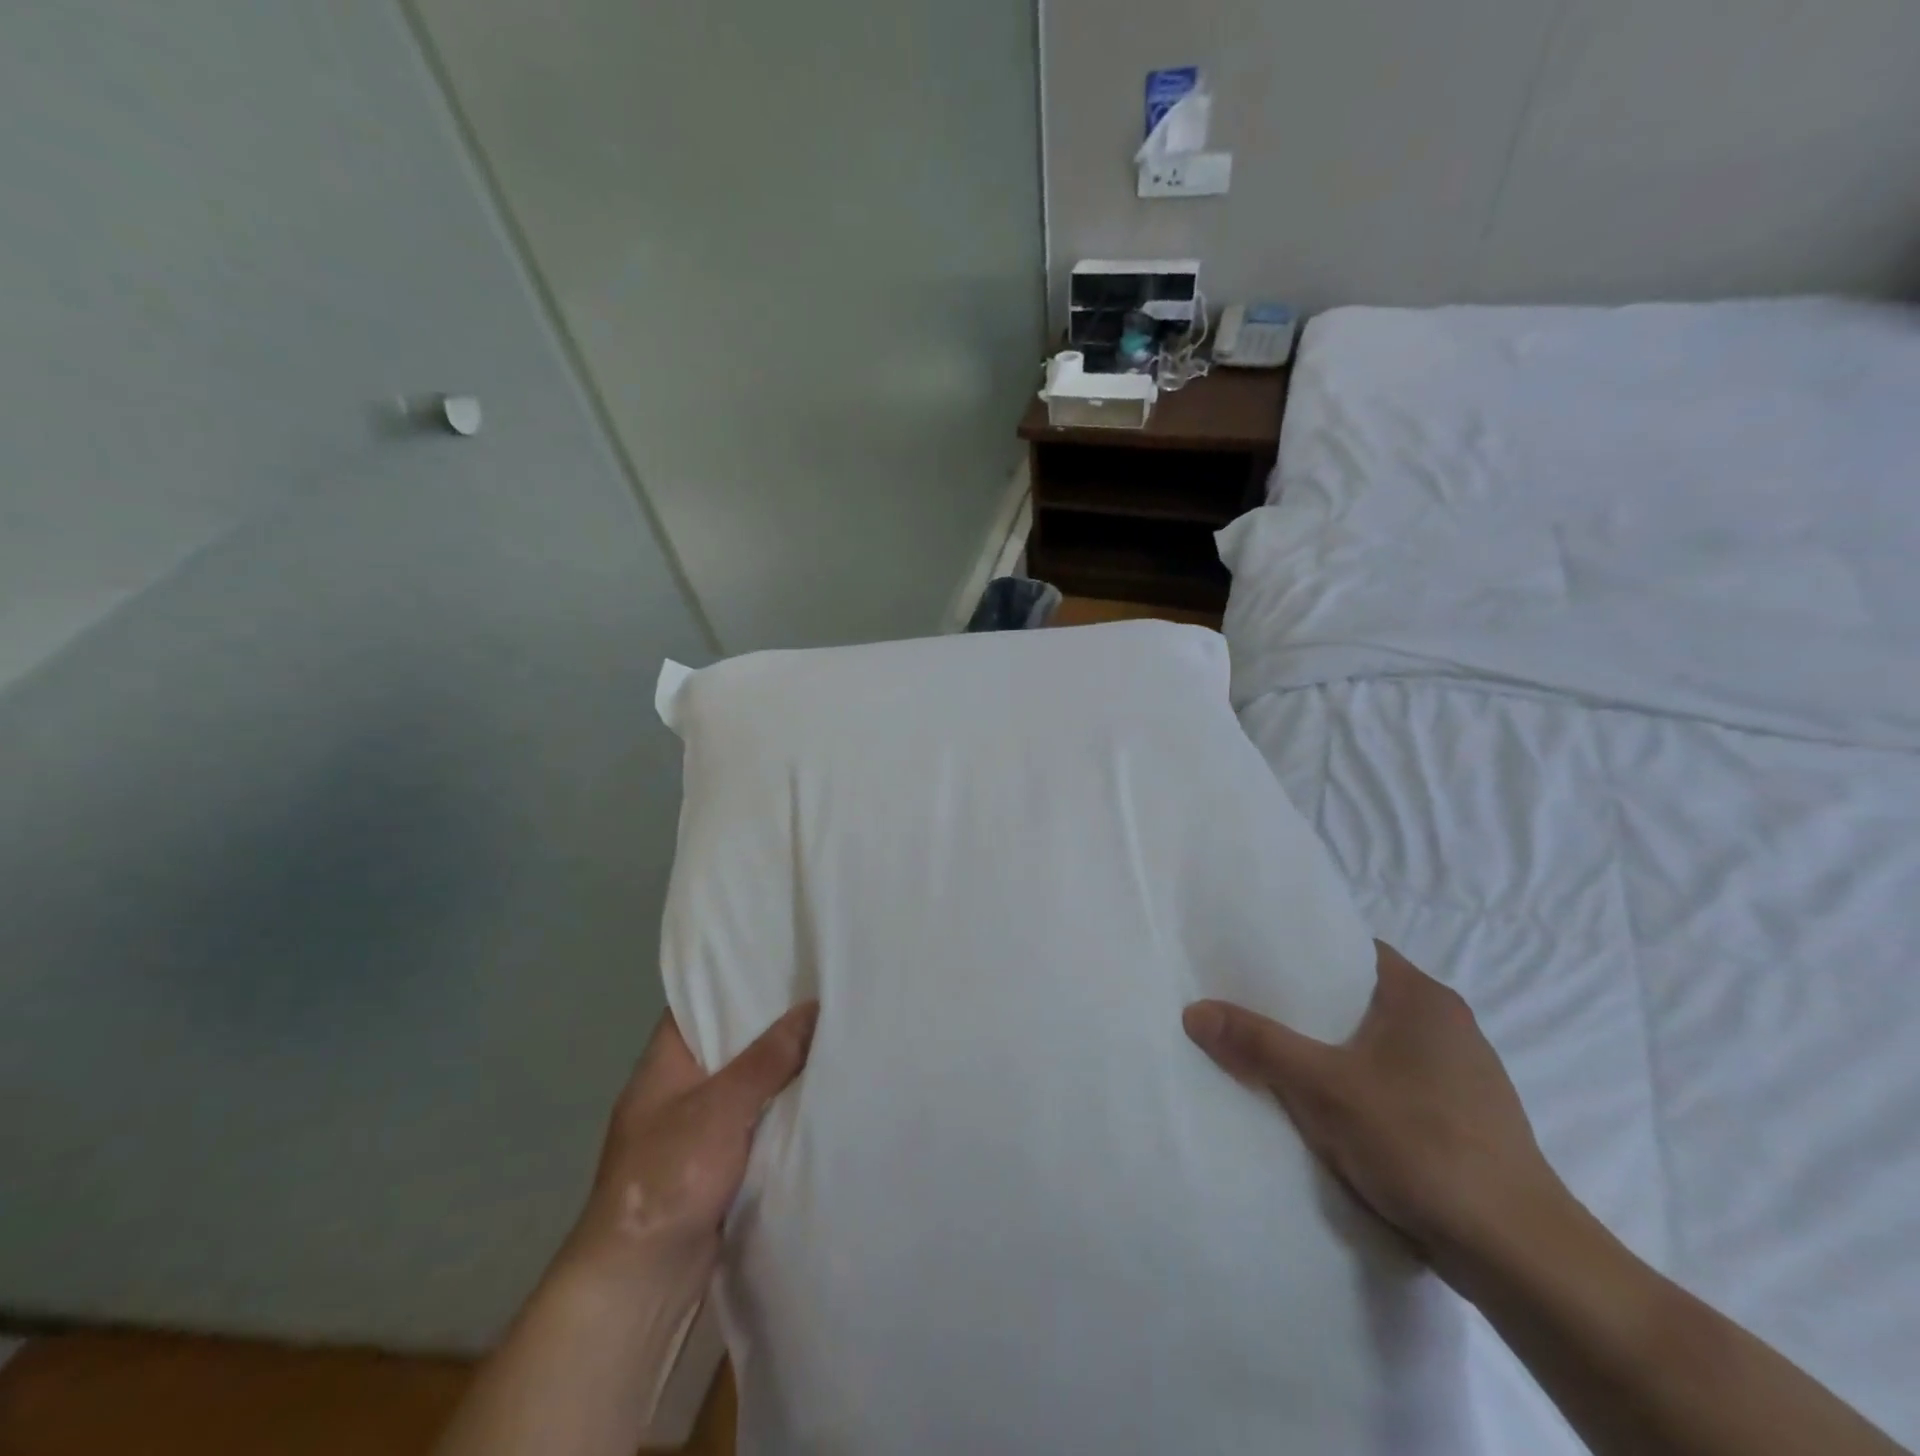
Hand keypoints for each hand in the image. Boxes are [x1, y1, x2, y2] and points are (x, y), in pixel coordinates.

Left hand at [564, 1002, 818, 1279]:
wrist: (639, 1283)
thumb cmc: (667, 1176)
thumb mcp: (720, 1107)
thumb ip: (767, 1058)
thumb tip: (812, 1006)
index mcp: (664, 1063)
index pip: (699, 1001)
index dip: (736, 978)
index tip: (783, 960)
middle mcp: (678, 1088)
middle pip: (729, 1041)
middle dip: (771, 1023)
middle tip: (823, 992)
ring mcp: (696, 1128)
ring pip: (746, 1083)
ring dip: (780, 1069)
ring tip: (833, 1032)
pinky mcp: (716, 1164)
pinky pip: (755, 1120)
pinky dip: (780, 1108)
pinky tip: (819, 1092)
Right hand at [1183, 941, 1566, 1274]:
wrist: (1520, 1257)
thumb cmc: (1422, 1145)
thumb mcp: (1323, 1089)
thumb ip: (1258, 1045)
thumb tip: (1194, 1011)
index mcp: (1423, 997)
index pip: (1351, 950)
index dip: (1302, 951)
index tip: (1253, 959)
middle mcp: (1447, 1025)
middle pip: (1358, 997)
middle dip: (1307, 1005)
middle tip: (1249, 1005)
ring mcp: (1460, 1075)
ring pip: (1374, 1044)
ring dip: (1331, 1049)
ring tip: (1274, 1053)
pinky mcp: (1462, 1119)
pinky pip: (1392, 1082)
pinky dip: (1356, 1085)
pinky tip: (1324, 1107)